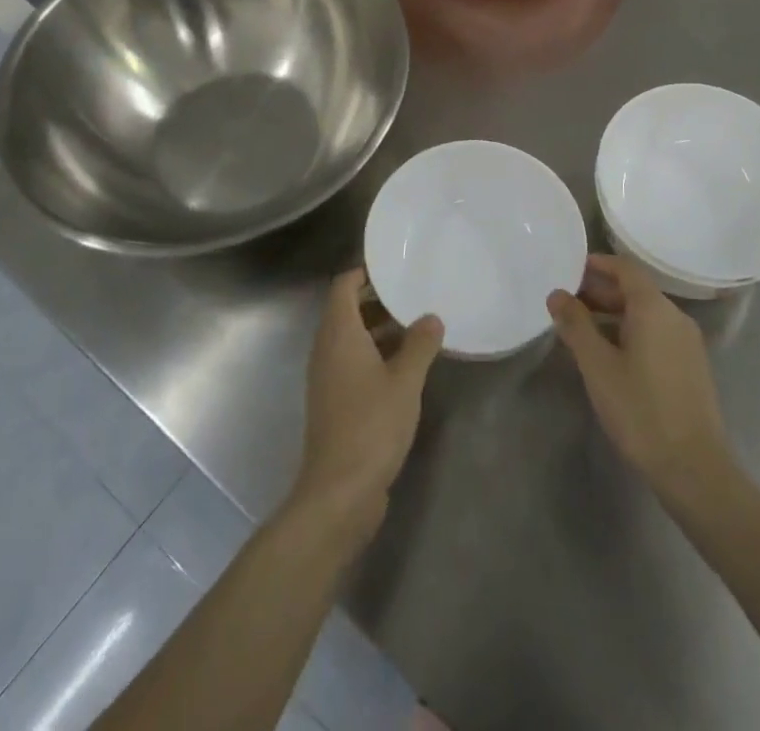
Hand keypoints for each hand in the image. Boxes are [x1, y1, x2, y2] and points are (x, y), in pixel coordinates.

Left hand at [291, 269, 443, 532]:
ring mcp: (328, 379)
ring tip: (417, 326)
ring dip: (379, 329)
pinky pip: (353, 363)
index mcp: (338, 335)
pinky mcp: (334, 403)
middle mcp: (326, 350)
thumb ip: (420, 345)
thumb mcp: (405, 381)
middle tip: (413, 293)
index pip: (343, 286)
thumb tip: (432, 317)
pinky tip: (406, 367)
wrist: (339, 492)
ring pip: (351, 339)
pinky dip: (375, 355)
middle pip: (346, 310)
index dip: (365, 272)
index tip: (394, 266)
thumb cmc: (371, 425)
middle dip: (377, 300)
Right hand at [549, 255, 730, 498]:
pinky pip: (656, 334)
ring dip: (613, 314)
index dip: (598, 264)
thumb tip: (557, 294)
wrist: (694, 468)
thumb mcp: (598, 366)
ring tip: (581, 329)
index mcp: (654, 308)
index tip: (570, 268)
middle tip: (567, 301)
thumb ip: (576, 325)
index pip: (625, 268)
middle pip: (635, 291)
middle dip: (600, 292)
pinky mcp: (690, 367)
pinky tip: (609, 355)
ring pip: (646, 315)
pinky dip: (630, 332)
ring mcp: (687, 343)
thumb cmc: (640, 410)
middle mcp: (675, 317)